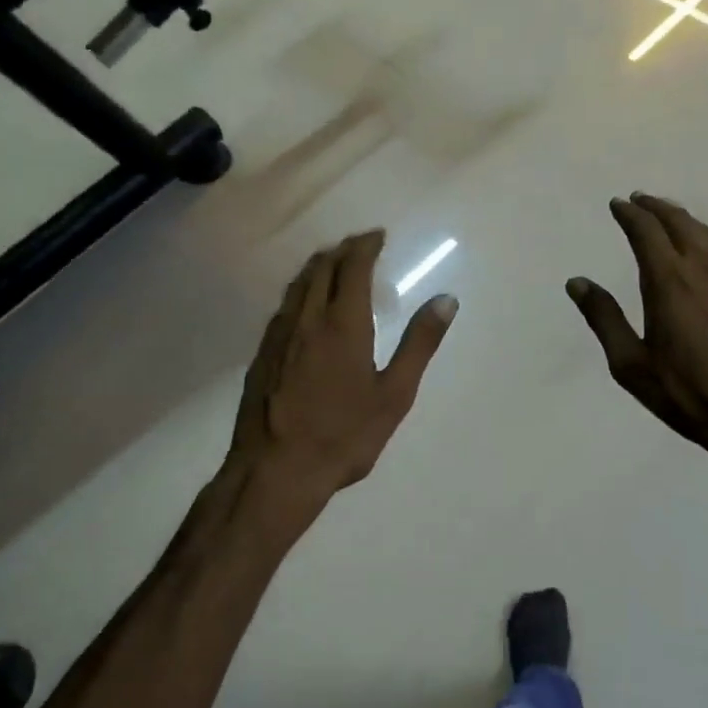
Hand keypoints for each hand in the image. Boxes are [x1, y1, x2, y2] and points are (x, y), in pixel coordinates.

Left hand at [231, 230, 456, 496]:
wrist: (276, 471)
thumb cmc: (344, 435)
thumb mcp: (395, 394)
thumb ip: (420, 344)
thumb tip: (446, 300)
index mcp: (342, 324)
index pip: (352, 268)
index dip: (365, 246)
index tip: (378, 236)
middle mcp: (306, 320)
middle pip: (320, 268)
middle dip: (342, 250)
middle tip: (360, 246)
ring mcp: (278, 337)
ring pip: (297, 285)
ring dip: (318, 267)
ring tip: (334, 265)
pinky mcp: (262, 355)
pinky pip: (284, 307)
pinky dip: (301, 292)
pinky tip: (305, 307)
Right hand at [567, 195, 707, 484]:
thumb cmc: (688, 394)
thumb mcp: (631, 364)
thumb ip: (604, 318)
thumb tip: (577, 282)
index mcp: (669, 281)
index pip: (646, 231)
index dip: (630, 214)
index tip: (618, 204)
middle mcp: (705, 269)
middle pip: (680, 223)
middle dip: (657, 207)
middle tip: (640, 200)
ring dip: (685, 221)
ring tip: (671, 219)